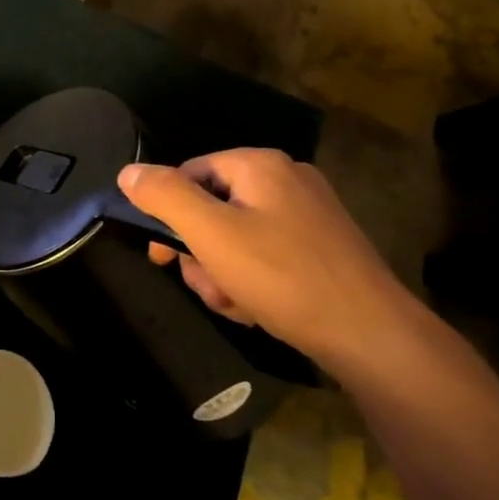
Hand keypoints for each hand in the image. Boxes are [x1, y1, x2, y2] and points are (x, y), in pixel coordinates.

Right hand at [118, 150, 420, 368]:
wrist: (370, 334)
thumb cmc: (282, 276)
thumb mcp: (211, 233)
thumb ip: (165, 196)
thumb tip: (128, 172)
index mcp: (259, 165)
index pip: (188, 174)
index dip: (168, 215)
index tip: (163, 256)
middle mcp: (286, 179)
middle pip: (211, 208)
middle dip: (201, 253)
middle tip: (209, 286)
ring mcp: (308, 214)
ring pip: (236, 237)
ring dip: (223, 273)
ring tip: (237, 304)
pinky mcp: (322, 247)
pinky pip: (266, 254)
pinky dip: (253, 281)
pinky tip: (259, 309)